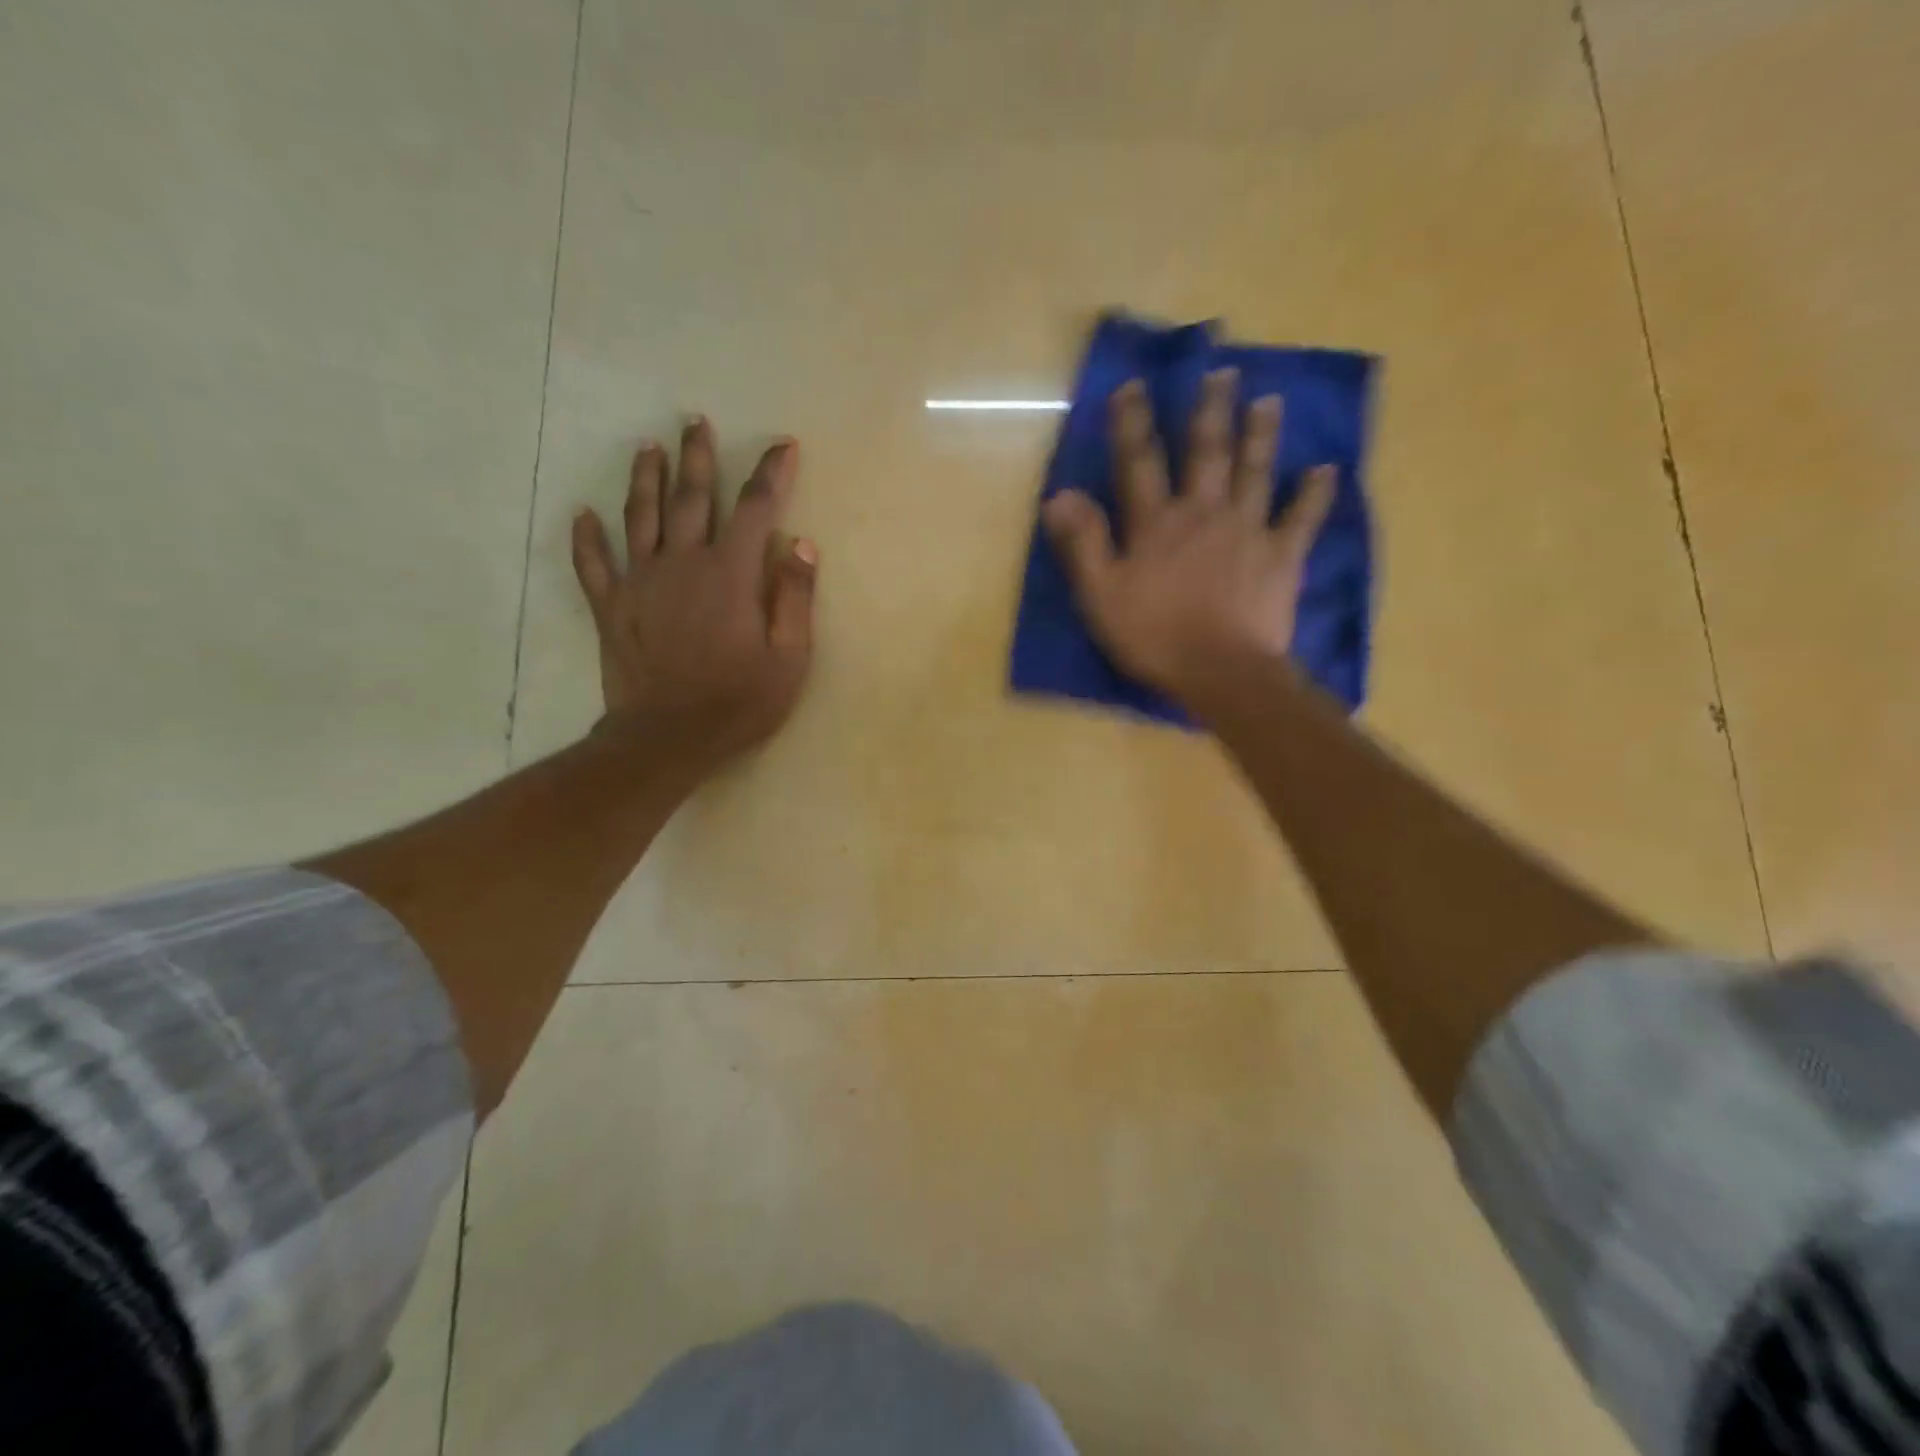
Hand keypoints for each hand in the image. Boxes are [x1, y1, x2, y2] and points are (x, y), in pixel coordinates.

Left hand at [571, 417, 817, 777]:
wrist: (667, 739)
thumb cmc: (738, 702)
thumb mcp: (789, 659)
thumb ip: (796, 598)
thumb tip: (802, 544)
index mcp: (730, 574)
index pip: (755, 509)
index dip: (771, 474)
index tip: (783, 447)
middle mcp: (683, 563)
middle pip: (690, 497)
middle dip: (697, 456)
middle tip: (695, 421)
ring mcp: (640, 582)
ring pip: (640, 516)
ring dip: (644, 478)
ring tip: (648, 447)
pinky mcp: (611, 607)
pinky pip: (593, 564)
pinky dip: (586, 538)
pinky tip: (582, 514)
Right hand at [1043, 369, 1334, 718]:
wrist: (1220, 671)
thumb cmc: (1153, 636)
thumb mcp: (1100, 595)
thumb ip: (1083, 543)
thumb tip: (1061, 494)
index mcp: (1156, 523)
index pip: (1139, 462)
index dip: (1132, 422)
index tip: (1133, 385)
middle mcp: (1203, 513)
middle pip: (1207, 453)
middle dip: (1210, 411)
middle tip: (1222, 373)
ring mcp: (1248, 531)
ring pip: (1255, 472)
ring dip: (1261, 434)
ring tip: (1269, 400)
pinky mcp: (1282, 556)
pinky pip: (1302, 518)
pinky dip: (1314, 494)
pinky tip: (1326, 470)